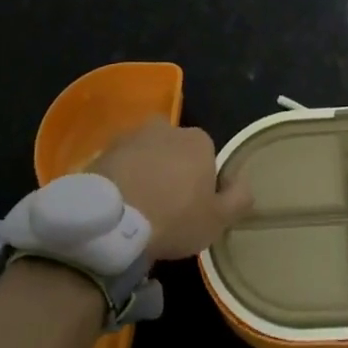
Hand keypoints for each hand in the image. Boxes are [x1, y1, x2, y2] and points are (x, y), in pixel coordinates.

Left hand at [91, 119, 251, 261]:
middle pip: (176, 150)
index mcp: (199, 140)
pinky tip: (119, 204)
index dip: (202, 183)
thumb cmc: (174, 218)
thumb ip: (238, 199)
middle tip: (166, 206)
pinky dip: (121, 178)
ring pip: (147, 154)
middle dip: (172, 171)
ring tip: (139, 207)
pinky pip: (120, 164)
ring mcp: (133, 136)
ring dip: (146, 172)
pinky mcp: (104, 150)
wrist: (113, 220)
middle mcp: (168, 128)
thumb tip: (244, 184)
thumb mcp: (218, 220)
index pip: (207, 157)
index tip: (193, 208)